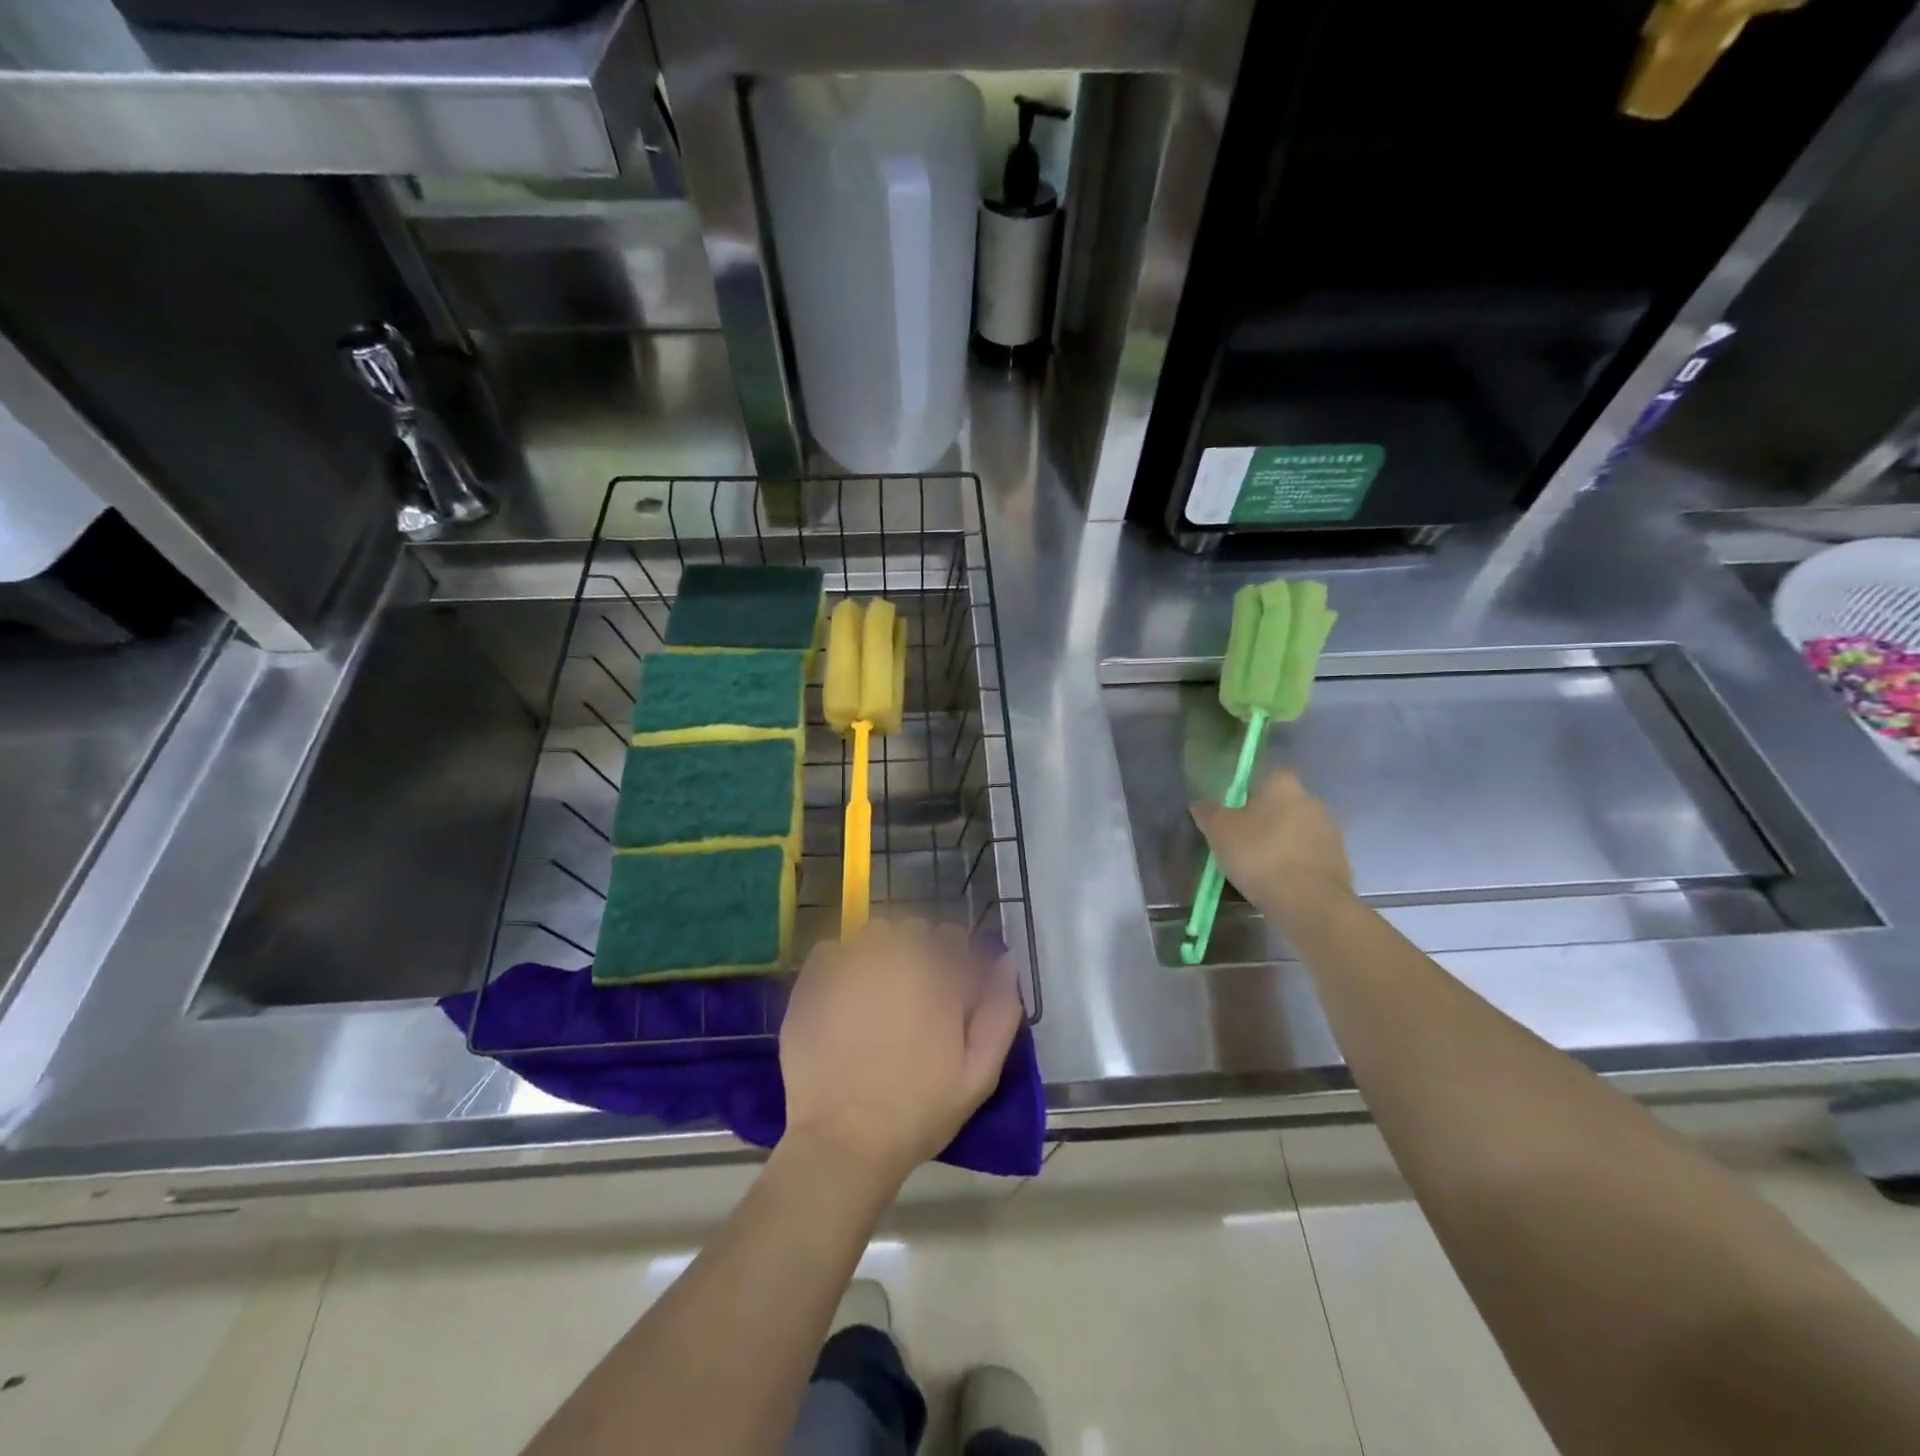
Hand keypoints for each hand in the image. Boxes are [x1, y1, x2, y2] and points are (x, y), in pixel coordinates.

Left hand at [779, 919, 1023, 1188]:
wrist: (843, 1141)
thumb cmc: (917, 1111)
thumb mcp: (979, 1074)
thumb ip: (1000, 1011)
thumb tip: (1006, 961)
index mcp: (939, 975)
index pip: (952, 937)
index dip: (952, 961)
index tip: (945, 990)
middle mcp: (897, 957)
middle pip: (912, 930)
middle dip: (916, 952)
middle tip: (909, 996)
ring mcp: (851, 965)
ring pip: (872, 934)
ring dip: (878, 953)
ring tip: (873, 993)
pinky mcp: (814, 979)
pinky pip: (831, 950)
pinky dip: (838, 964)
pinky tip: (840, 997)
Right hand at [1192, 769, 1353, 913]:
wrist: (1309, 902)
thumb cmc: (1259, 854)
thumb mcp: (1219, 831)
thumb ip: (1207, 812)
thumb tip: (1200, 804)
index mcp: (1284, 785)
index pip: (1264, 779)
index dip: (1245, 796)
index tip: (1232, 817)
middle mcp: (1312, 801)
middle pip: (1281, 806)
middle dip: (1263, 822)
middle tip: (1240, 844)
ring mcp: (1330, 832)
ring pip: (1295, 833)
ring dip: (1280, 845)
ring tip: (1258, 870)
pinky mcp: (1339, 862)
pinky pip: (1308, 858)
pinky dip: (1294, 867)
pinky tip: (1278, 885)